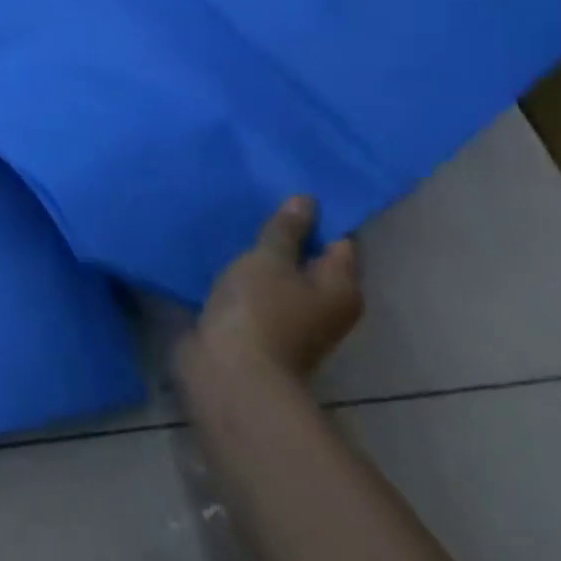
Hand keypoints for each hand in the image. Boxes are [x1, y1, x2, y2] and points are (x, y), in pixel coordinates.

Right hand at [186, 196, 361, 381]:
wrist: (229, 372)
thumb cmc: (260, 310)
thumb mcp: (270, 259)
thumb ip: (286, 229)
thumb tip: (307, 201)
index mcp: (341, 287)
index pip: (339, 240)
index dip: (318, 215)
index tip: (287, 188)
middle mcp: (325, 304)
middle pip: (310, 258)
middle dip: (286, 232)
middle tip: (256, 199)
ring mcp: (292, 318)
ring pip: (280, 274)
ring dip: (260, 253)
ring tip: (233, 221)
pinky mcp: (260, 326)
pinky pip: (256, 289)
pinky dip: (243, 273)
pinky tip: (219, 252)